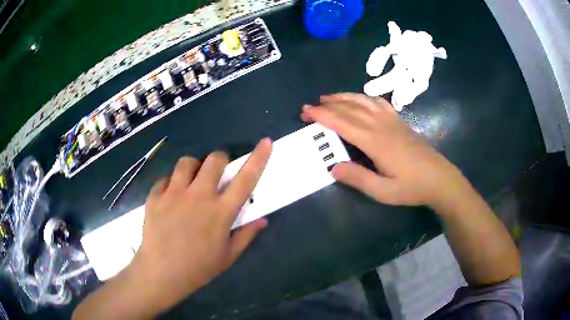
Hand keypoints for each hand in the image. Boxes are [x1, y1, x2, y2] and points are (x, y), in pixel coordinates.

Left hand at [129, 138, 271, 311]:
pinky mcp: (155, 196)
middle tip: (216, 174)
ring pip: (186, 162)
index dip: (258, 158)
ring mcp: (174, 194)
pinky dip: (171, 184)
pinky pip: (165, 179)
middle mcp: (199, 196)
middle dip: (219, 160)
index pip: (245, 179)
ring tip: (191, 182)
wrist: (161, 273)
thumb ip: (246, 235)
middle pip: (213, 160)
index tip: (265, 142)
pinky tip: (170, 199)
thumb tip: (262, 220)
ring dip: (193, 168)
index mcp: (220, 212)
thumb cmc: (199, 268)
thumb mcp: (228, 256)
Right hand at [301, 93, 462, 207]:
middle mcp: (382, 126)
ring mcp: (392, 121)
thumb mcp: (383, 191)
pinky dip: (364, 97)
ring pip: (364, 101)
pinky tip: (359, 99)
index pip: (343, 123)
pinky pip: (379, 103)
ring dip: (344, 97)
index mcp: (376, 142)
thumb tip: (333, 167)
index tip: (306, 111)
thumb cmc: (412, 187)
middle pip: (351, 109)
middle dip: (328, 105)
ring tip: (328, 98)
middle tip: (309, 106)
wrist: (439, 179)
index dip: (323, 116)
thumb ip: (358, 178)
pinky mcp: (400, 121)